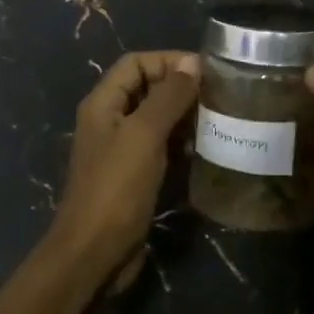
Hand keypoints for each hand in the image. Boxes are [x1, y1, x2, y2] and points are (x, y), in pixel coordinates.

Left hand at [52, 51, 199, 275]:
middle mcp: (110, 120)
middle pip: (147, 88)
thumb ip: (168, 97)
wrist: (94, 253)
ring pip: (157, 119)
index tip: (206, 70)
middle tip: (219, 96)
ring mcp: (121, 150)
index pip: (136, 63)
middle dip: (181, 88)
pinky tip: (205, 149)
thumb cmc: (116, 189)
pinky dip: (181, 143)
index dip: (169, 60)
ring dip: (185, 116)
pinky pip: (160, 147)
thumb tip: (193, 63)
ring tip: (218, 120)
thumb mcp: (144, 135)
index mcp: (104, 103)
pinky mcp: (134, 175)